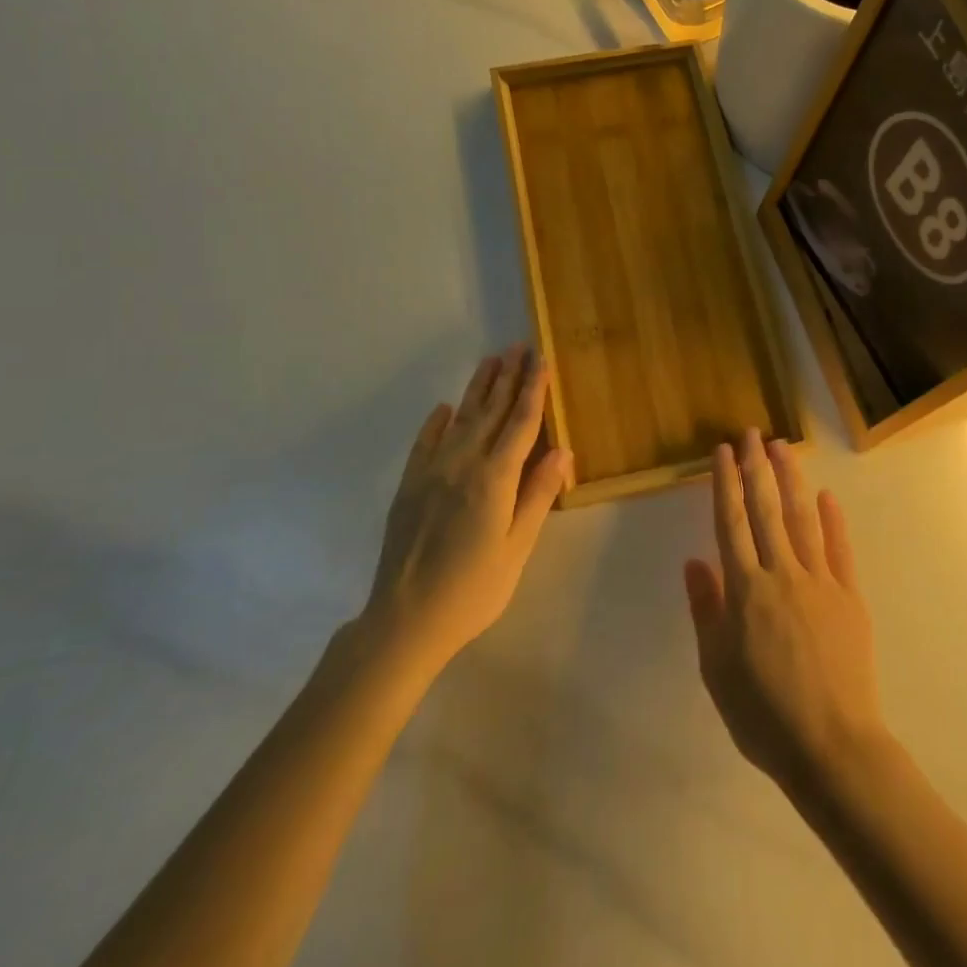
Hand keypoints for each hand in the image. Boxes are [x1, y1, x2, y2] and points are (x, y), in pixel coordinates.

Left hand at [363, 344, 569, 672]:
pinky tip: (445, 407)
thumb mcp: (516, 548)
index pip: (520, 423)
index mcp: (494, 478)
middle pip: (491, 411)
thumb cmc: (473, 589)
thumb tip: (562, 449)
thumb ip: (538, 495)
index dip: (533, 390)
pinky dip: (437, 421)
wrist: (404, 620)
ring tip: (491, 360)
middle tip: (519, 346)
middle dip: (508, 377)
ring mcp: (431, 471)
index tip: (541, 360)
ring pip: (460, 418)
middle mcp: (463, 463)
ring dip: (478, 388)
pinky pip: (425, 441)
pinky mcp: (409, 485)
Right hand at [684, 430, 888, 796]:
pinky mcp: (849, 596)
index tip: (723, 452)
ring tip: (782, 447)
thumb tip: (695, 561)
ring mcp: (820, 582)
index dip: (725, 483)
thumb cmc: (763, 714)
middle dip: (756, 467)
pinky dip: (833, 520)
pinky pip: (839, 549)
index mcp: (745, 590)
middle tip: (751, 433)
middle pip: (765, 509)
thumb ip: (707, 610)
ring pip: (802, 518)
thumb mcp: (717, 669)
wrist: (832, 747)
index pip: (731, 522)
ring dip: (791, 479)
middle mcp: (781, 573)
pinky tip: (827, 496)